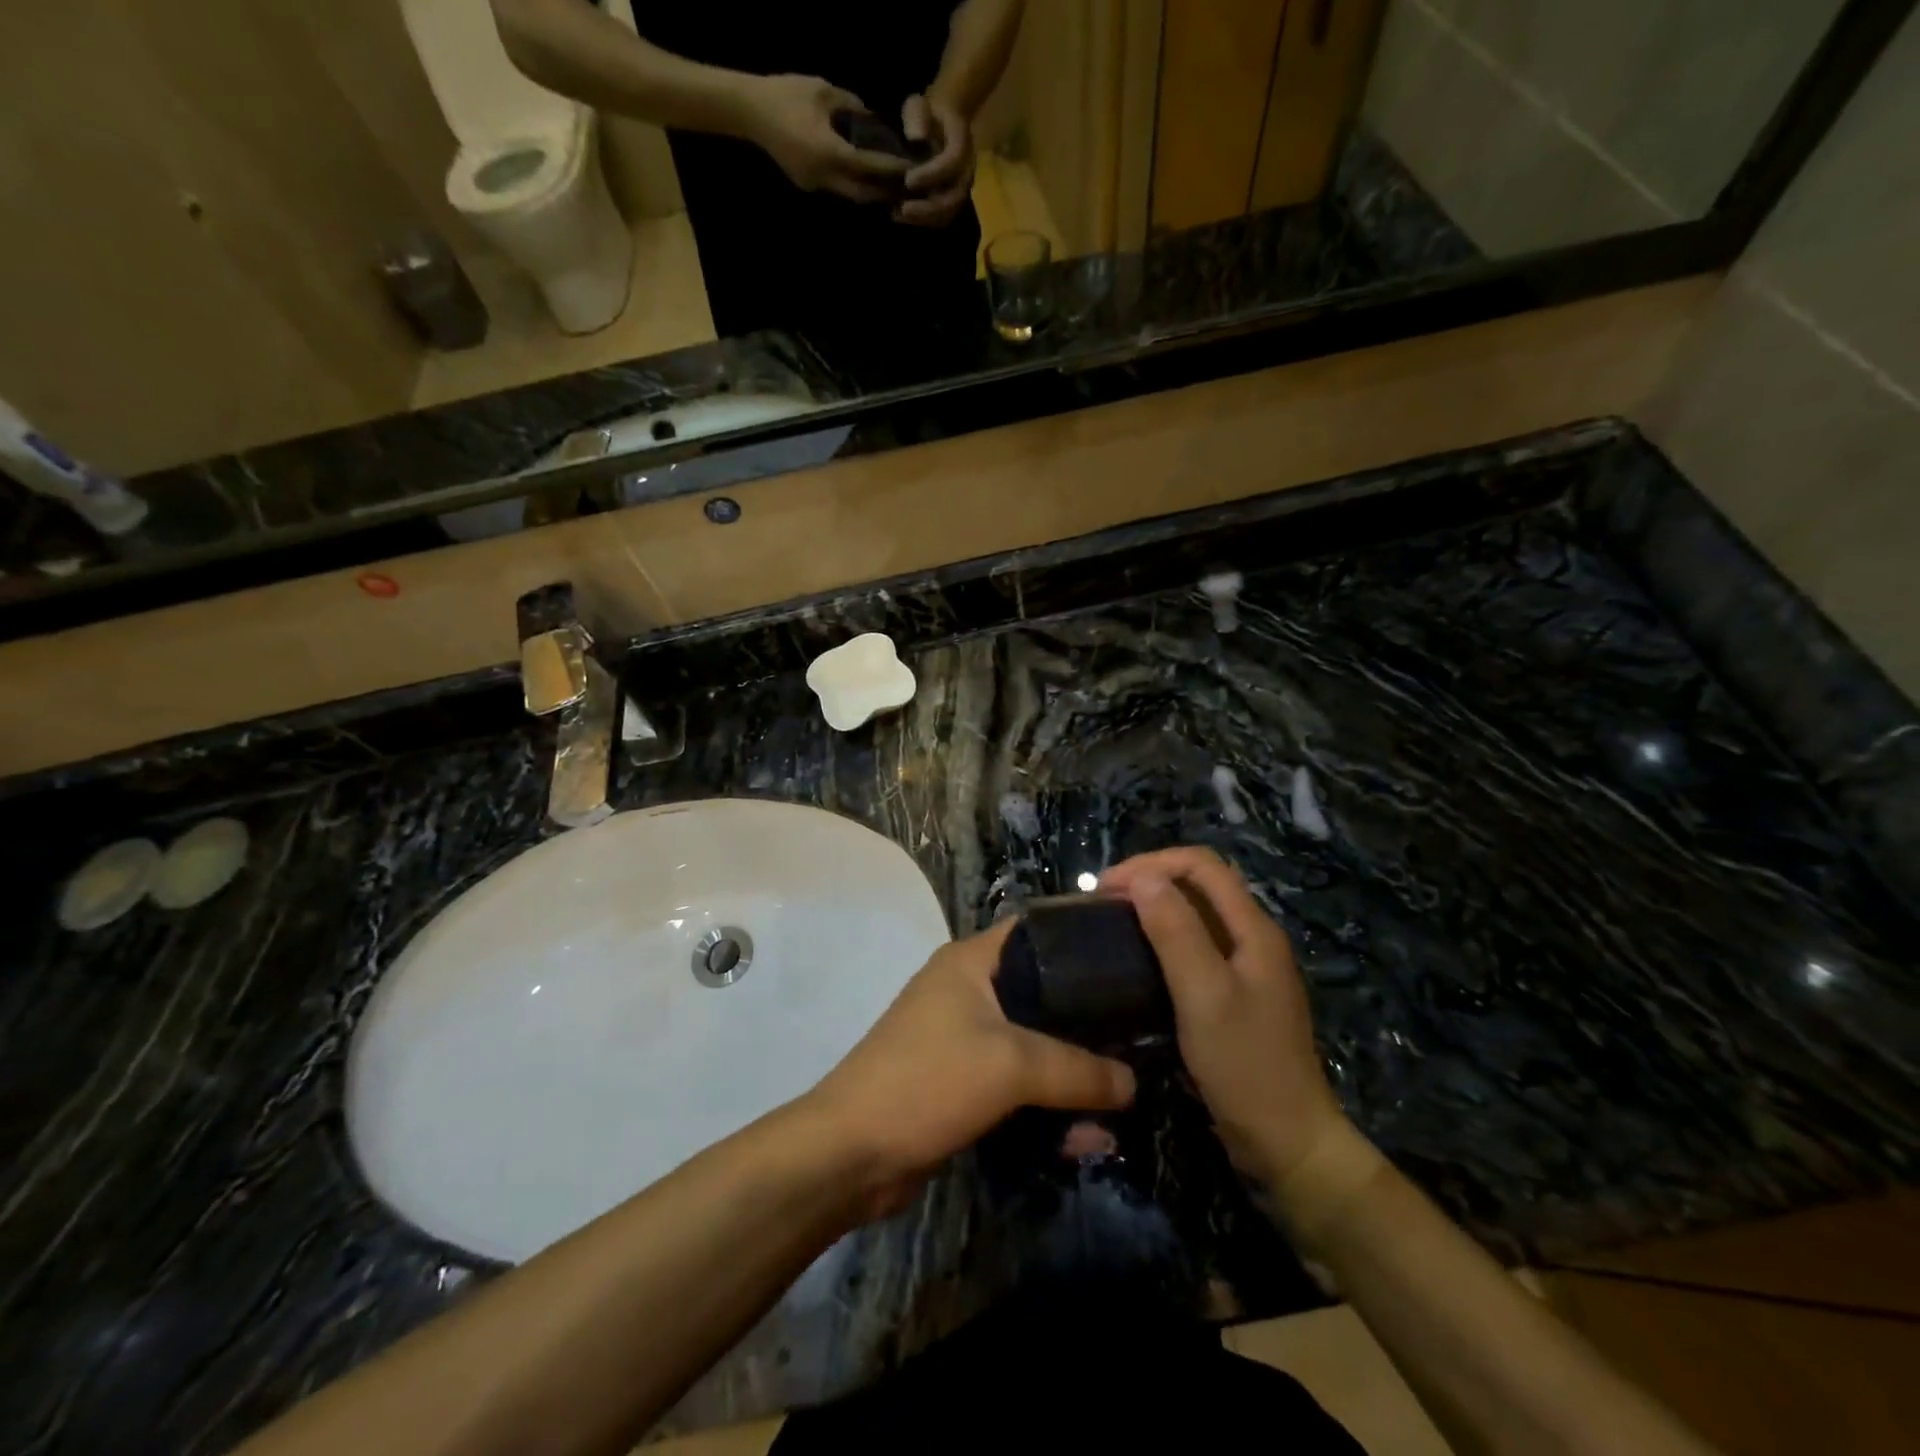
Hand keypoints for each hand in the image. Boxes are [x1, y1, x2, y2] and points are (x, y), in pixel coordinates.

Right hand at [738, 74, 909, 202]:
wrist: (749, 110)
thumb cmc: (785, 94)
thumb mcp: (823, 90)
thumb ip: (850, 105)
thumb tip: (871, 117)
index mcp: (829, 152)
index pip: (868, 166)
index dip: (890, 167)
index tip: (910, 166)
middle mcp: (824, 176)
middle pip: (862, 193)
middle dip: (883, 190)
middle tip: (903, 183)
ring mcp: (815, 184)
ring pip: (849, 195)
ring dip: (868, 190)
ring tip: (886, 182)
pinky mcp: (807, 184)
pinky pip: (835, 188)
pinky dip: (850, 183)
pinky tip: (860, 174)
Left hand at [802, 920, 1135, 1216]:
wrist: (852, 1153)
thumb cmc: (928, 1081)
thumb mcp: (1011, 1065)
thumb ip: (1078, 1069)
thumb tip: (1134, 1082)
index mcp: (972, 962)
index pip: (1037, 930)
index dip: (1083, 937)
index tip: (1134, 954)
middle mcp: (968, 991)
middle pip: (1042, 992)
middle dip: (1089, 1018)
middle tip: (1143, 1031)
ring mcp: (964, 1039)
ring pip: (1034, 1046)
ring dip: (1073, 1074)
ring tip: (1125, 1100)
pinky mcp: (963, 1084)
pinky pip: (1018, 1086)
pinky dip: (1048, 1107)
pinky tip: (1088, 1139)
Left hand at [897, 92, 974, 226]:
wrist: (942, 124)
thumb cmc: (928, 114)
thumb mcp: (919, 105)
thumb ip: (917, 116)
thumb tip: (914, 138)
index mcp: (962, 144)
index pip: (952, 163)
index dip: (932, 174)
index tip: (908, 179)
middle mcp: (966, 171)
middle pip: (954, 198)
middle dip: (928, 208)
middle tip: (903, 209)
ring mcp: (961, 189)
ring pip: (949, 213)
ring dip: (925, 219)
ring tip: (900, 215)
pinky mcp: (953, 202)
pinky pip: (942, 219)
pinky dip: (923, 221)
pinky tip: (902, 216)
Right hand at [1101, 848, 1366, 1210]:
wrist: (1288, 1144)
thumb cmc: (1245, 1066)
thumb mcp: (1205, 995)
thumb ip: (1176, 932)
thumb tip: (1142, 877)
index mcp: (1253, 929)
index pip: (1201, 865)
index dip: (1152, 863)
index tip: (1106, 888)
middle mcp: (1252, 939)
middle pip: (1199, 885)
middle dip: (1149, 881)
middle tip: (1102, 903)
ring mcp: (1245, 969)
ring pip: (1195, 916)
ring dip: (1153, 909)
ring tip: (1111, 924)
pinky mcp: (1233, 996)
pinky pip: (1194, 949)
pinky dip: (1161, 940)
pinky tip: (1136, 960)